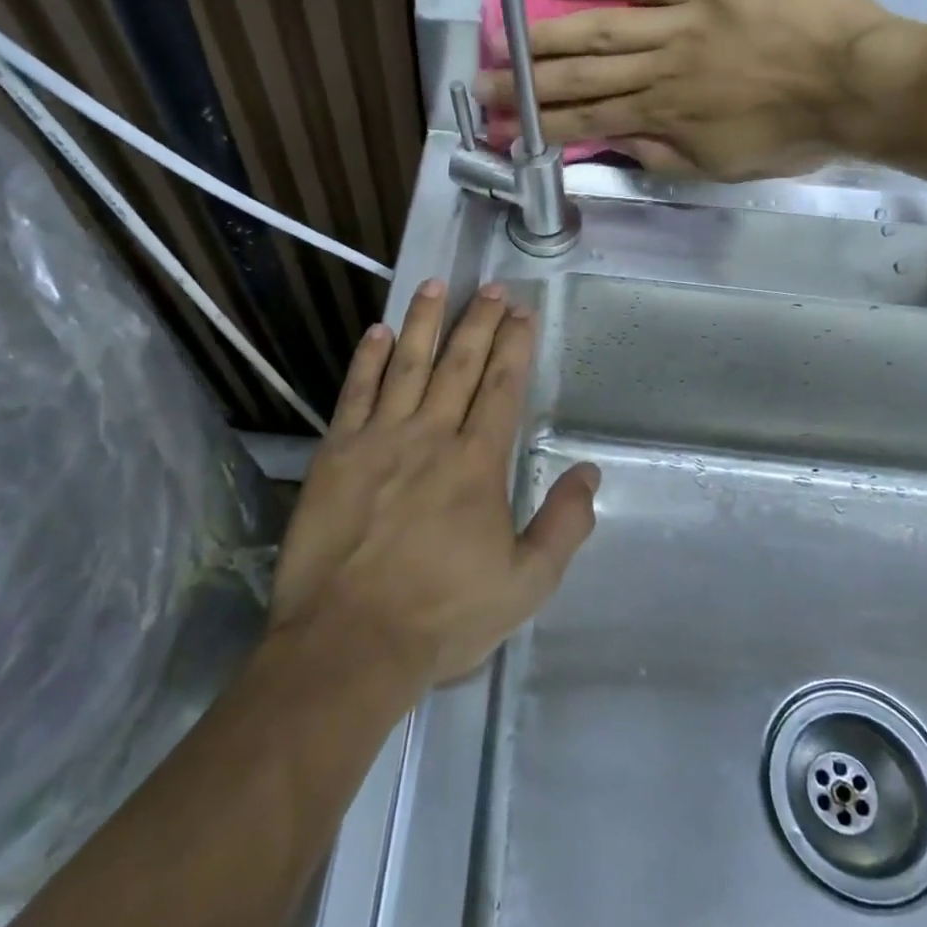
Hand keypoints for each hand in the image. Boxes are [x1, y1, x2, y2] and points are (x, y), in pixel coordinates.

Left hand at [269, 279, 599, 688]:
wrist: (349, 640)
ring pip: (407, 365)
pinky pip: (355, 393)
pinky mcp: (336, 453)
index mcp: (478, 463)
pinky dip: (368, 360)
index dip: (514, 346)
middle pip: (459, 365)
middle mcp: (431, 436)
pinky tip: (378, 332)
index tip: (522, 313)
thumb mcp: (525, 585)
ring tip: (435, 285)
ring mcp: (379, 439)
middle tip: (491, 287)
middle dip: (479, 322)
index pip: (502, 388)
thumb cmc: (443, 616)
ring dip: (423, 323)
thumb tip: (589, 473)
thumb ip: (564, 525)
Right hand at [477, 0, 910, 181]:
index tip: (503, 131)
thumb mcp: (725, 167)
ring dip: (545, 36)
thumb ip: (665, 155)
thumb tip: (617, 143)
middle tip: (483, 86)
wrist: (859, 83)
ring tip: (503, 39)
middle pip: (578, 78)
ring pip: (599, 29)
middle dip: (526, 86)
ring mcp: (679, 23)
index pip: (585, 124)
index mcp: (662, 119)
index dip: (539, 128)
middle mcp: (658, 72)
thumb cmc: (795, 134)